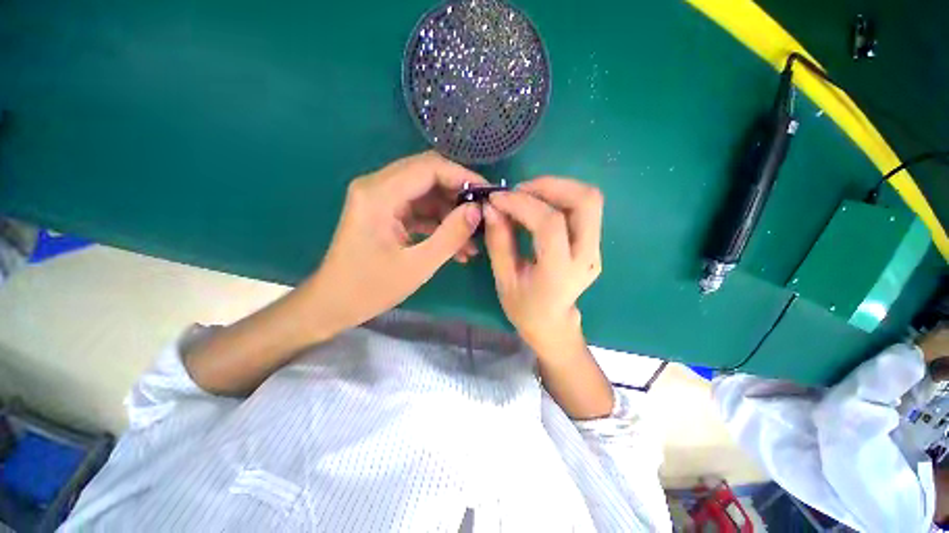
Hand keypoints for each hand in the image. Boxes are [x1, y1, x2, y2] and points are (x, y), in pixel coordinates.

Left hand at [303, 151, 486, 332]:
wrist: (333, 304)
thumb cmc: (370, 289)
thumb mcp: (417, 265)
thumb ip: (450, 235)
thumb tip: (477, 210)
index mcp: (379, 194)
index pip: (429, 167)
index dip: (463, 176)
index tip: (488, 194)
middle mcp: (377, 187)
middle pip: (428, 175)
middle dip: (459, 195)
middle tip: (484, 215)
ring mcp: (380, 199)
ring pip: (426, 194)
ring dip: (450, 214)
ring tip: (472, 240)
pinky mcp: (385, 212)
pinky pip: (418, 210)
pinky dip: (438, 224)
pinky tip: (456, 246)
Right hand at [482, 177, 603, 355]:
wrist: (552, 324)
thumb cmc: (524, 308)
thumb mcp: (504, 279)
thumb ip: (498, 242)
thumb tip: (491, 208)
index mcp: (559, 271)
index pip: (550, 223)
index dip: (522, 204)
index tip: (497, 198)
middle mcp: (586, 256)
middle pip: (585, 201)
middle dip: (549, 185)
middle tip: (518, 190)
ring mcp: (595, 249)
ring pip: (589, 199)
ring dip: (556, 188)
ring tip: (526, 195)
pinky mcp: (594, 244)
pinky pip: (583, 209)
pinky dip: (560, 197)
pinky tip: (538, 205)